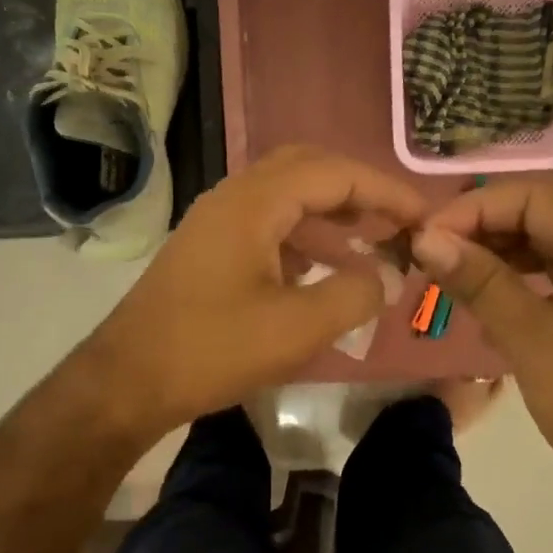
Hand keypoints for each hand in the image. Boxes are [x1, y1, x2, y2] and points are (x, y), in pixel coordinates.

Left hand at [84, 146, 427, 437]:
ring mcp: (214, 224)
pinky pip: (265, 228)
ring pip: (284, 200)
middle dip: (357, 192)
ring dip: (330, 216)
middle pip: (306, 171)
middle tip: (395, 222)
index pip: (334, 173)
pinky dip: (302, 240)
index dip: (385, 191)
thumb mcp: (298, 327)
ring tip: (370, 247)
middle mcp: (232, 199)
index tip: (423, 217)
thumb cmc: (213, 349)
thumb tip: (390, 276)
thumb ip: (356, 294)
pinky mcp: (207, 253)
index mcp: (254, 202)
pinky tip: (322, 272)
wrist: (129, 380)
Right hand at [412, 174, 552, 521]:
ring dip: (496, 253)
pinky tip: (482, 299)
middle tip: (429, 254)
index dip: (473, 209)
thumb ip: (480, 281)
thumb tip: (424, 238)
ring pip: (547, 244)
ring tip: (447, 273)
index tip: (423, 238)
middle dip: (481, 228)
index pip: (533, 195)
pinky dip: (517, 281)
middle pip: (541, 213)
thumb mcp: (534, 338)